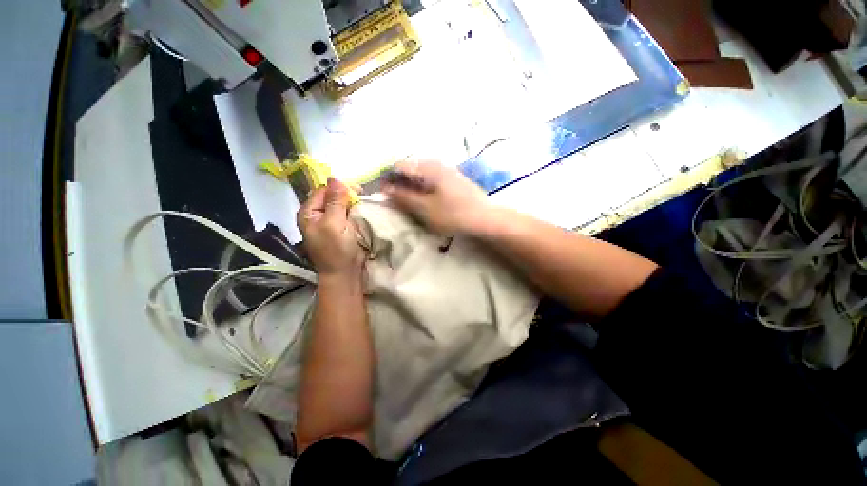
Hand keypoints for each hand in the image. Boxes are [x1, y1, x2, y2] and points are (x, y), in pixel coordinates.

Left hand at [298, 178, 363, 276]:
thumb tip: (335, 178)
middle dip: (346, 194)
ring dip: (351, 202)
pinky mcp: (339, 228)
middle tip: (362, 195)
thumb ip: (335, 201)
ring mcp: (328, 222)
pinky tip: (361, 210)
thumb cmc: (336, 249)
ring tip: (363, 202)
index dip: (339, 187)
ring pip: (339, 204)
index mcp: (309, 212)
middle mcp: (317, 215)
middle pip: (331, 196)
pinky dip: (353, 210)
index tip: (358, 189)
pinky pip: (345, 213)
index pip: (323, 190)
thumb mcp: (334, 223)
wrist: (344, 273)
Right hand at [383, 160, 491, 235]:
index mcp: (428, 167)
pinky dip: (425, 190)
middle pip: (411, 169)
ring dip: (413, 188)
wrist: (486, 218)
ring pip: (422, 176)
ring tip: (412, 205)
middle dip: (401, 184)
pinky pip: (433, 181)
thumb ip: (403, 197)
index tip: (385, 195)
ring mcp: (447, 171)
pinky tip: (428, 202)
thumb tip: (385, 188)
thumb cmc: (453, 214)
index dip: (388, 179)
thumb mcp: (424, 208)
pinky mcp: (454, 180)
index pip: (399, 166)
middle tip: (399, 203)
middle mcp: (437, 164)